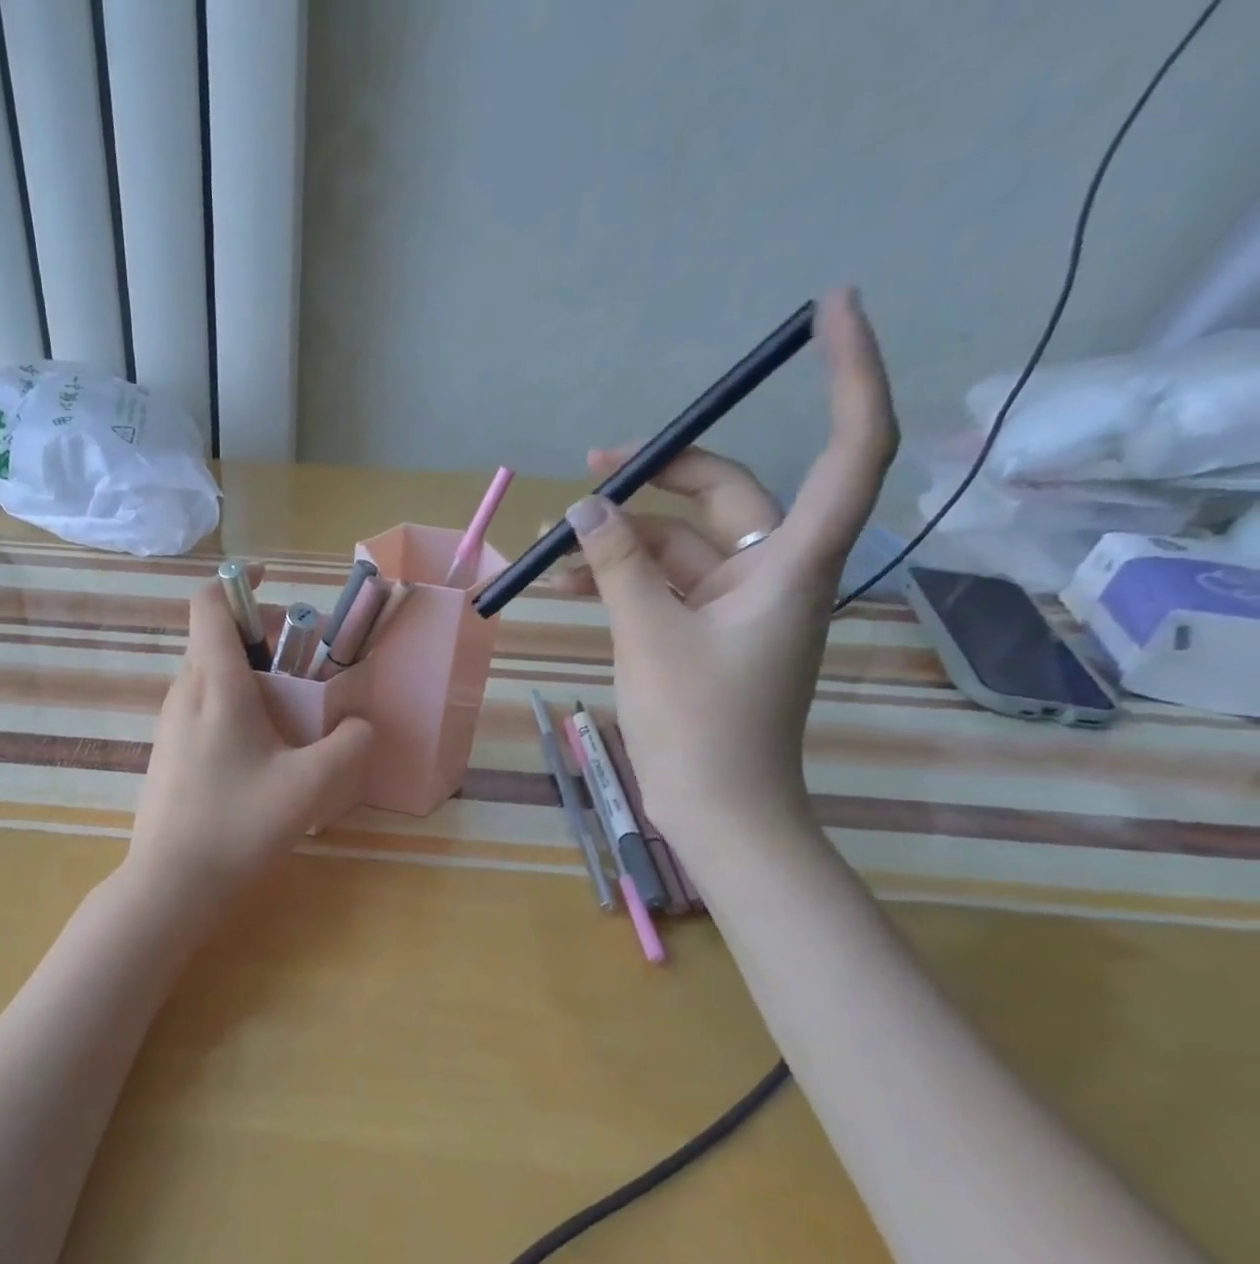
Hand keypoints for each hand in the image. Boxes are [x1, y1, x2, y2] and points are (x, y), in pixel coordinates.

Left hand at [128, 574, 373, 907]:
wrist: (171, 883)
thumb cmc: (238, 825)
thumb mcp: (311, 785)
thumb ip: (349, 746)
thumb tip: (362, 725)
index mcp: (214, 684)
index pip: (210, 604)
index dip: (240, 581)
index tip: (274, 582)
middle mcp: (184, 692)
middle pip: (216, 637)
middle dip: (261, 636)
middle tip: (304, 664)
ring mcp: (170, 723)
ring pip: (209, 673)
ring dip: (249, 673)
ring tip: (290, 710)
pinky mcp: (167, 750)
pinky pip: (202, 705)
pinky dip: (233, 702)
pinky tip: (261, 749)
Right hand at [561, 287, 897, 852]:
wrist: (718, 810)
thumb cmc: (700, 725)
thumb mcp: (649, 636)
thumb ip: (619, 566)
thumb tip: (585, 509)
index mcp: (794, 563)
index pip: (849, 447)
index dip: (850, 372)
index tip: (830, 308)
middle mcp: (777, 573)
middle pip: (728, 495)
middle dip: (660, 476)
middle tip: (593, 466)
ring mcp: (741, 605)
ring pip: (684, 545)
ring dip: (625, 538)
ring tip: (556, 544)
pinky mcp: (710, 633)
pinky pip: (667, 584)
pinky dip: (625, 577)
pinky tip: (572, 581)